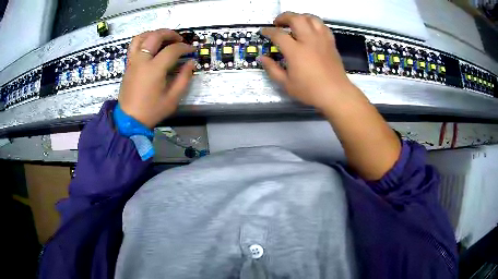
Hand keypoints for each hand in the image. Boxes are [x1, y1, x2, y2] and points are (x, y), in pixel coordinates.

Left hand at [118, 29, 194, 128]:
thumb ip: (184, 78)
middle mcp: (142, 61)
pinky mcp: (128, 65)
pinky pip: (133, 45)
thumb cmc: (152, 111)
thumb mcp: (172, 98)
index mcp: (154, 69)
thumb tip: (191, 63)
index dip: (185, 47)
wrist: (129, 120)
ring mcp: (133, 62)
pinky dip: (143, 39)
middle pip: (155, 36)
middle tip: (179, 40)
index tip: (192, 50)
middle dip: (170, 34)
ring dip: (154, 33)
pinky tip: (150, 45)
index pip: (172, 50)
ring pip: (141, 37)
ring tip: (163, 38)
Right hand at [261, 12, 357, 110]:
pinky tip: (311, 29)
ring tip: (295, 23)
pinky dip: (314, 23)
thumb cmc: (311, 91)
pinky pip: (322, 26)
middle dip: (284, 17)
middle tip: (279, 23)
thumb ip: (272, 69)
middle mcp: (309, 40)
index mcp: (296, 51)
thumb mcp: (286, 84)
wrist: (336, 93)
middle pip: (296, 18)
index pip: (278, 34)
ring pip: (311, 18)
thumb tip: (262, 58)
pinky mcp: (331, 42)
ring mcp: (322, 40)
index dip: (268, 31)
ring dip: (300, 17)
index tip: (264, 32)